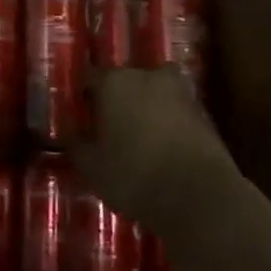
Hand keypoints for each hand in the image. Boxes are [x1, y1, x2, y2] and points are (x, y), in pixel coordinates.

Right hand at [70, 66, 237, 231]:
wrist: (199, 196)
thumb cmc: (134, 175)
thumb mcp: (92, 167)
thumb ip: (76, 145)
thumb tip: (69, 133)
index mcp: (113, 82)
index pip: (89, 78)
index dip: (83, 97)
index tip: (80, 116)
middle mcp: (146, 75)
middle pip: (124, 81)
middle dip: (116, 100)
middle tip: (109, 128)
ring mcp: (178, 90)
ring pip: (152, 92)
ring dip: (145, 108)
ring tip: (138, 138)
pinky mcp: (202, 110)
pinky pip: (174, 109)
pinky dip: (167, 121)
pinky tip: (162, 147)